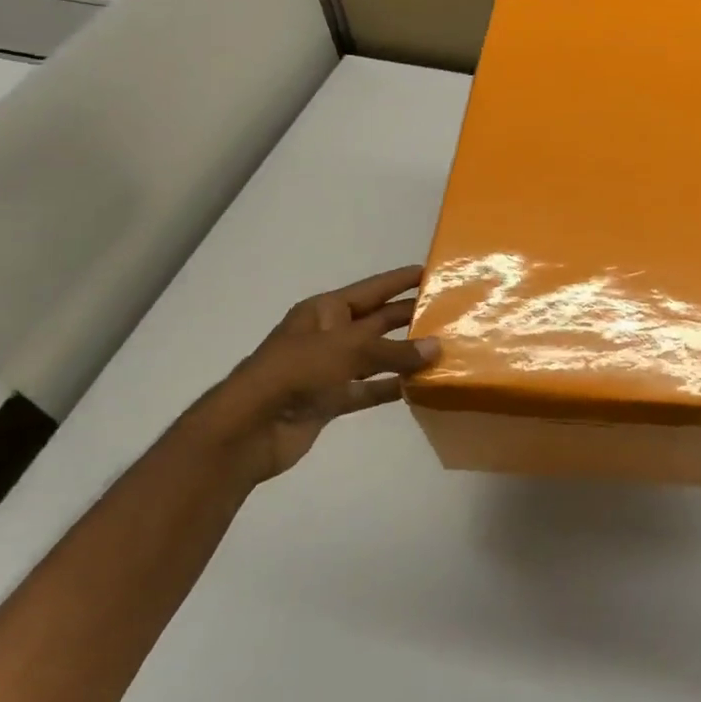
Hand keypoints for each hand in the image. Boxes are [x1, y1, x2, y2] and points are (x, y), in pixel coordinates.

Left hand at [203, 265, 437, 481]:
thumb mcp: (348, 350)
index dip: (401, 280)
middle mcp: (330, 335)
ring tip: (444, 349)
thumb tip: (437, 348)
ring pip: (377, 357)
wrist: (250, 427)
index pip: (373, 289)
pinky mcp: (331, 399)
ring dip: (406, 355)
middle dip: (410, 317)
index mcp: (326, 310)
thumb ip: (394, 351)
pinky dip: (392, 388)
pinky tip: (421, 386)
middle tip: (450, 312)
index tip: (433, 273)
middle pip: (377, 321)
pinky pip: (369, 389)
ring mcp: (330, 369)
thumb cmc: (296, 371)